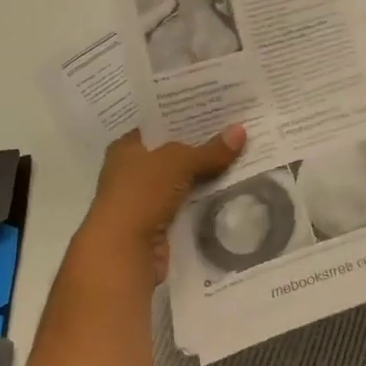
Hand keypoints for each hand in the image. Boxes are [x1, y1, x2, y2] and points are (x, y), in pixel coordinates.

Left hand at [78, 126, 246, 279]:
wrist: (122, 253)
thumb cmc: (141, 195)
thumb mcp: (178, 163)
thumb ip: (209, 150)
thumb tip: (240, 131)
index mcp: (126, 149)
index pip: (159, 126)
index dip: (185, 119)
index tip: (217, 112)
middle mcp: (132, 172)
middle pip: (173, 155)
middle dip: (202, 148)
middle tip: (237, 134)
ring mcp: (145, 201)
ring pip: (183, 182)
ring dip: (206, 177)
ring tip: (242, 159)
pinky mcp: (158, 227)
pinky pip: (187, 207)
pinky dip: (204, 202)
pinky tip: (231, 192)